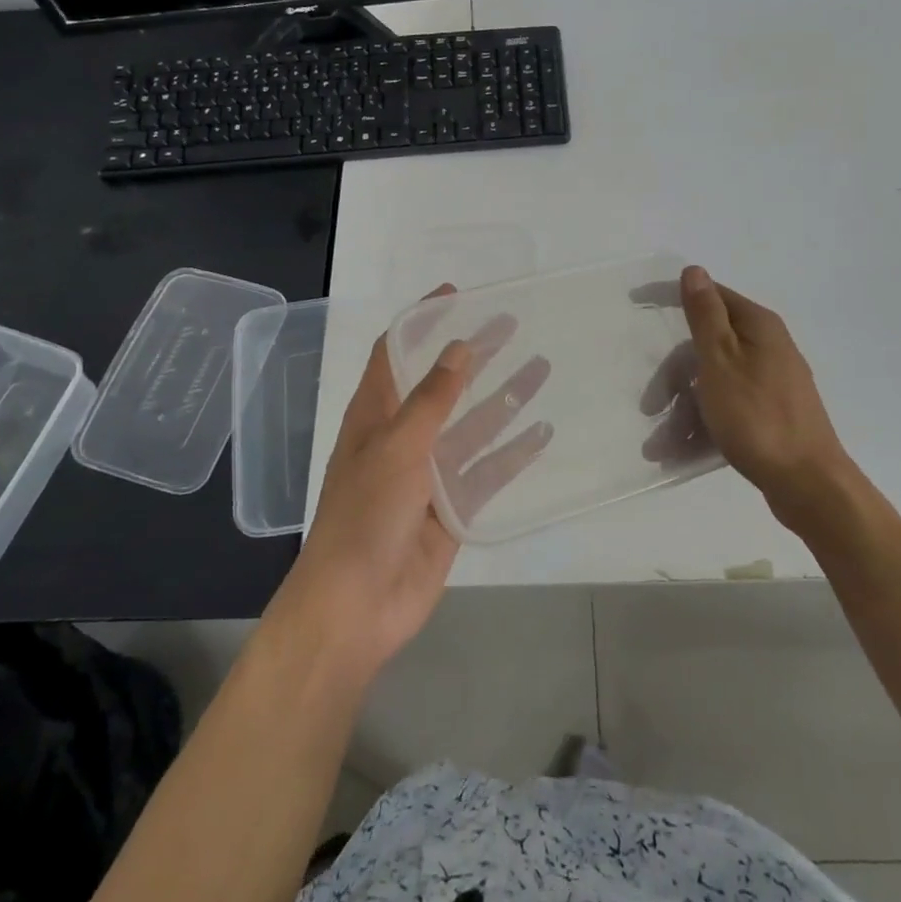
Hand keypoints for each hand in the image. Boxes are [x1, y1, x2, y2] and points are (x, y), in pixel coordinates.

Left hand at [277, 288, 552, 684]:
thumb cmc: (366, 515)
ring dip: (503, 398)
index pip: (396, 351)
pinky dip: (514, 453)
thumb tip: (459, 347)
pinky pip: (488, 471)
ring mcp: (430, 473)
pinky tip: (543, 432)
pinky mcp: (453, 507)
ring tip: (541, 368)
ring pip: (473, 425)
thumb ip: (432, 398)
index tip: (457, 296)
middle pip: (443, 383)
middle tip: (511, 325)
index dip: (422, 321)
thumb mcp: (397, 446)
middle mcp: (403, 436)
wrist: (358, 606)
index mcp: (375, 414)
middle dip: (474, 354)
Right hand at [642, 266, 852, 535]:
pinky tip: (683, 451)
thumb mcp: (721, 361)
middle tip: (650, 407)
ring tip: (660, 445)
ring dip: (683, 410)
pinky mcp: (771, 414)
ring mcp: (771, 383)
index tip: (638, 304)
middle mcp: (768, 347)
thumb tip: (695, 270)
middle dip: (673, 376)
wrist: (809, 485)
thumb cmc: (758, 417)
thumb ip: (705, 316)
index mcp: (758, 327)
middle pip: (707, 346)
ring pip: (714, 383)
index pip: (710, 296)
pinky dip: (704, 424)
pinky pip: (727, 408)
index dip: (674, 298)